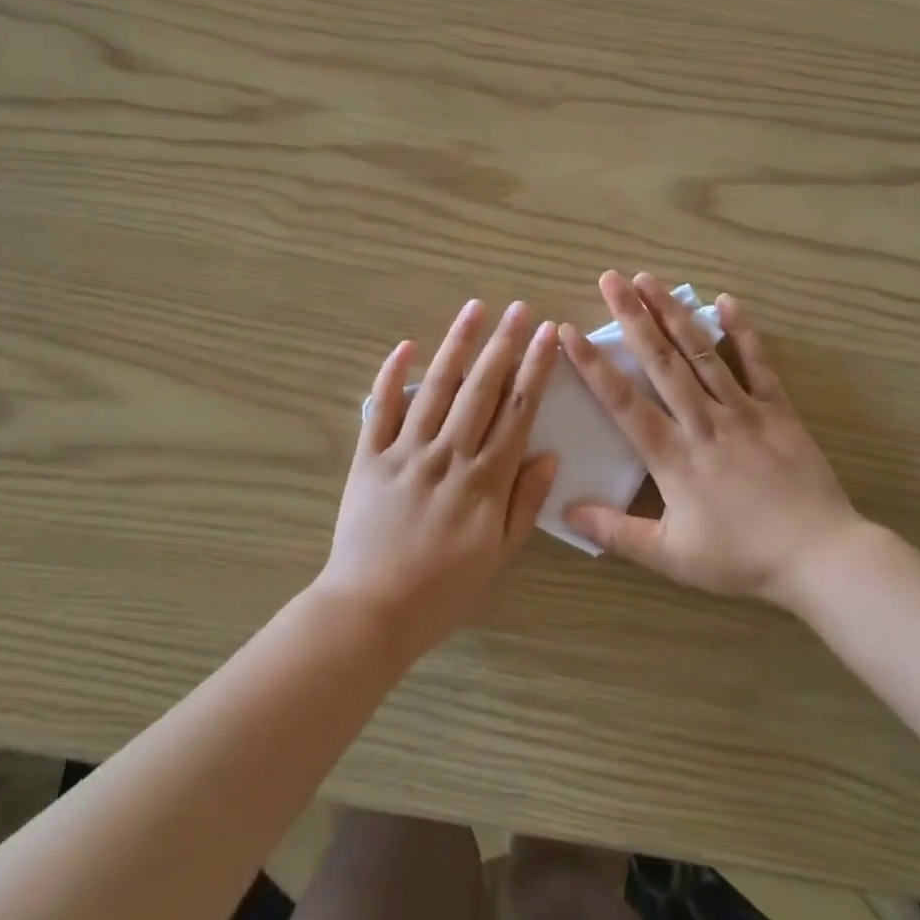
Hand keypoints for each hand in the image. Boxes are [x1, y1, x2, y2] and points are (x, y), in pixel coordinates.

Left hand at [319, 299, 559, 658]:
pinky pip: (381, 409)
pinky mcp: (370, 458)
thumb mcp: (499, 556)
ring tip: (475, 309)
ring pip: (437, 388)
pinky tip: (406, 346)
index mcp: (486, 480)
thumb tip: (549, 455)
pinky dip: (393, 376)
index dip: (535, 369)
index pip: (518, 411)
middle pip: (481, 388)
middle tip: (519, 308)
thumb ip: (525, 503)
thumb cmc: (444, 590)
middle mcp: (449, 455)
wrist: (371, 611)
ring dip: (457, 345)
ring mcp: (406, 452)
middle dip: (503, 344)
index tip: (549, 335)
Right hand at [560, 271, 887, 609]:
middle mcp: (703, 422)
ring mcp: (743, 411)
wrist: (818, 556)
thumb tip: (565, 510)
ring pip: (702, 353)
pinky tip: (724, 301)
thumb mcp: (670, 556)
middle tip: (610, 280)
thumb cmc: (740, 557)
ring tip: (650, 280)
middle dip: (632, 318)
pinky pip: (758, 364)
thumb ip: (616, 531)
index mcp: (673, 456)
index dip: (593, 366)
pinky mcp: (778, 410)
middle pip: (661, 362)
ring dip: (673, 314)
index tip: (569, 332)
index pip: (623, 402)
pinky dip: (742, 332)